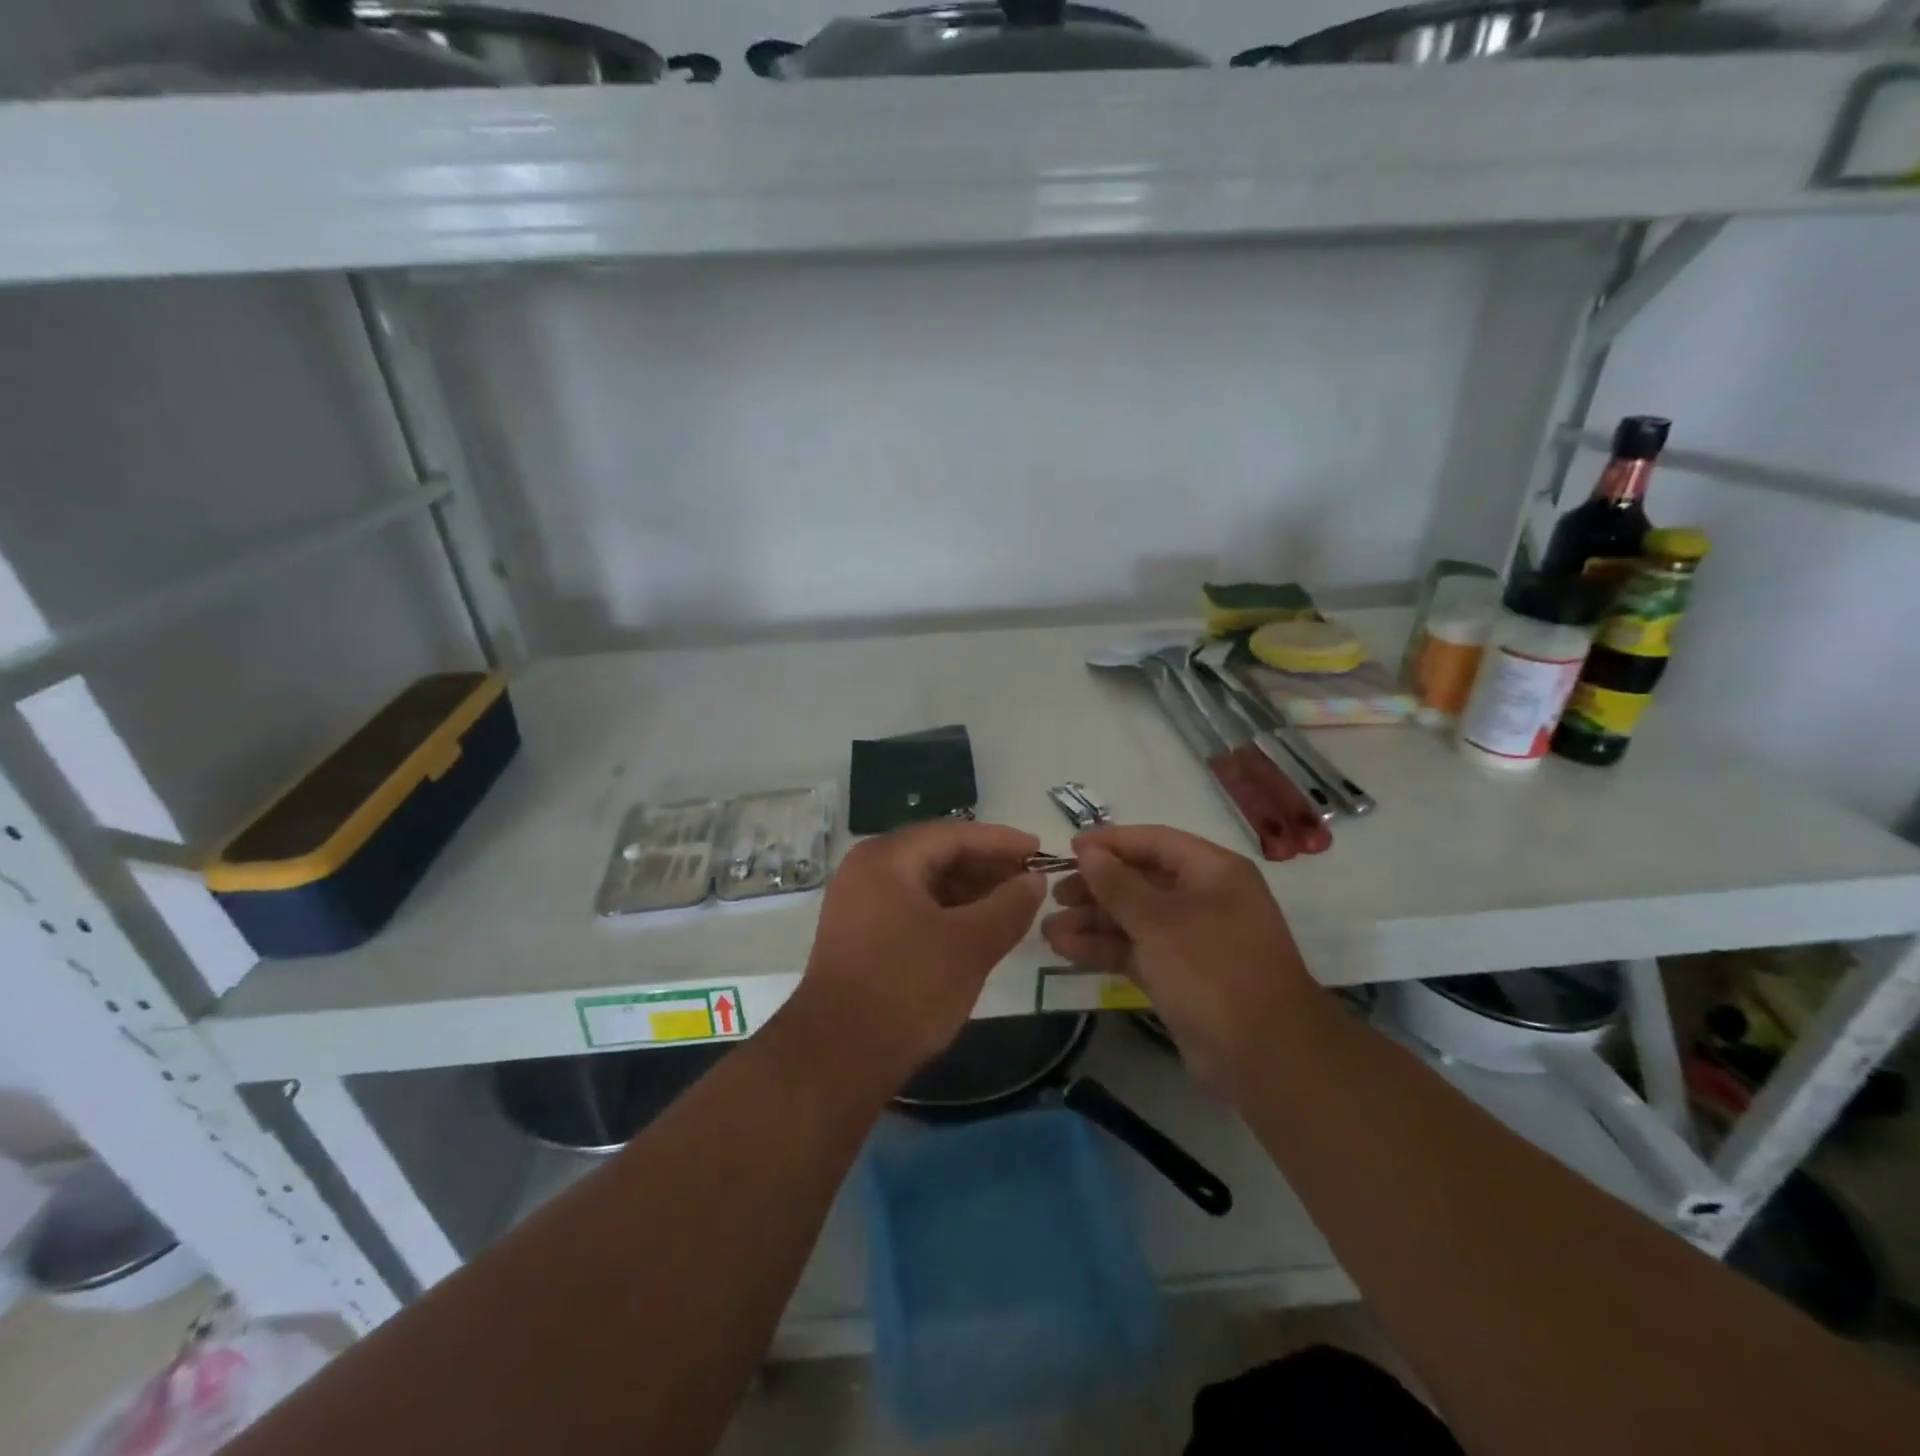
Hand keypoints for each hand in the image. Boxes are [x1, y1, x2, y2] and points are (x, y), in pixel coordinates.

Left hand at [797, 820, 1043, 1079]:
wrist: (837, 1058)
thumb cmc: (907, 989)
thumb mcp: (970, 945)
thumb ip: (1009, 906)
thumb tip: (1033, 881)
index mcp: (887, 858)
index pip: (954, 834)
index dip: (1001, 842)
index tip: (1040, 851)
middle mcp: (866, 871)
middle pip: (937, 854)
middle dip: (986, 866)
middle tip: (1030, 880)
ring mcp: (858, 904)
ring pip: (924, 883)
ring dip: (969, 891)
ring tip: (1011, 905)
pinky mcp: (859, 936)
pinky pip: (911, 908)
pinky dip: (947, 912)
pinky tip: (976, 929)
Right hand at [1040, 825, 1322, 1083]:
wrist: (1264, 1057)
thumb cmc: (1213, 970)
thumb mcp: (1160, 921)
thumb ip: (1118, 884)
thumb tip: (1088, 851)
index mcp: (1212, 872)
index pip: (1155, 842)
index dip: (1111, 843)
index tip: (1068, 850)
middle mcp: (1203, 898)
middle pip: (1140, 880)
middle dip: (1095, 887)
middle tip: (1055, 896)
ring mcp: (1190, 939)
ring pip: (1133, 919)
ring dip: (1092, 922)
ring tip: (1048, 930)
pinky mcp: (1178, 975)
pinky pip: (1135, 950)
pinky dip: (1103, 948)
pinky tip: (1065, 950)